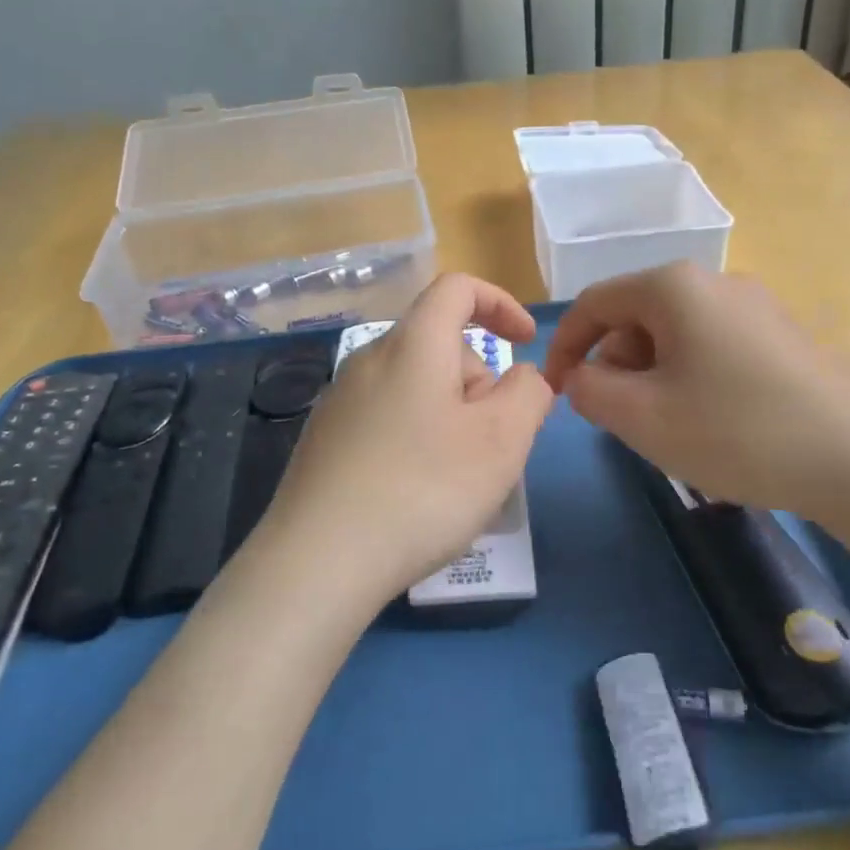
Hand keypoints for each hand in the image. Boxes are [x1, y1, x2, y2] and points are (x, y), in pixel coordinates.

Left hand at [256, 273, 555, 608]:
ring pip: (415, 386)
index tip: (525, 343)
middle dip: (478, 381)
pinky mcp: (324, 440)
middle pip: (439, 345)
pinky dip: (416, 438)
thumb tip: (521, 377)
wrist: (320, 560)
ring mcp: (339, 401)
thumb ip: (528, 394)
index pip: (457, 288)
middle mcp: (369, 360)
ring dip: (450, 415)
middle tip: (492, 444)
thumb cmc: (424, 489)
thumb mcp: (502, 440)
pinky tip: (415, 494)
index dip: (500, 303)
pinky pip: (387, 418)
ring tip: (457, 478)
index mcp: (412, 345)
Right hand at [541, 263, 849, 521]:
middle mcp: (714, 282)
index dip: (564, 345)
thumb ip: (588, 389)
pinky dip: (691, 378)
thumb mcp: (640, 416)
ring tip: (668, 426)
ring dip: (653, 375)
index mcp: (672, 288)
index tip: (555, 390)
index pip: (594, 303)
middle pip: (637, 316)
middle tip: (619, 417)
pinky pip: (713, 347)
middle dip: (614, 364)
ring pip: (675, 335)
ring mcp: (756, 306)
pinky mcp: (784, 336)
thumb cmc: (735, 430)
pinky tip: (711, 422)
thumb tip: (583, 375)